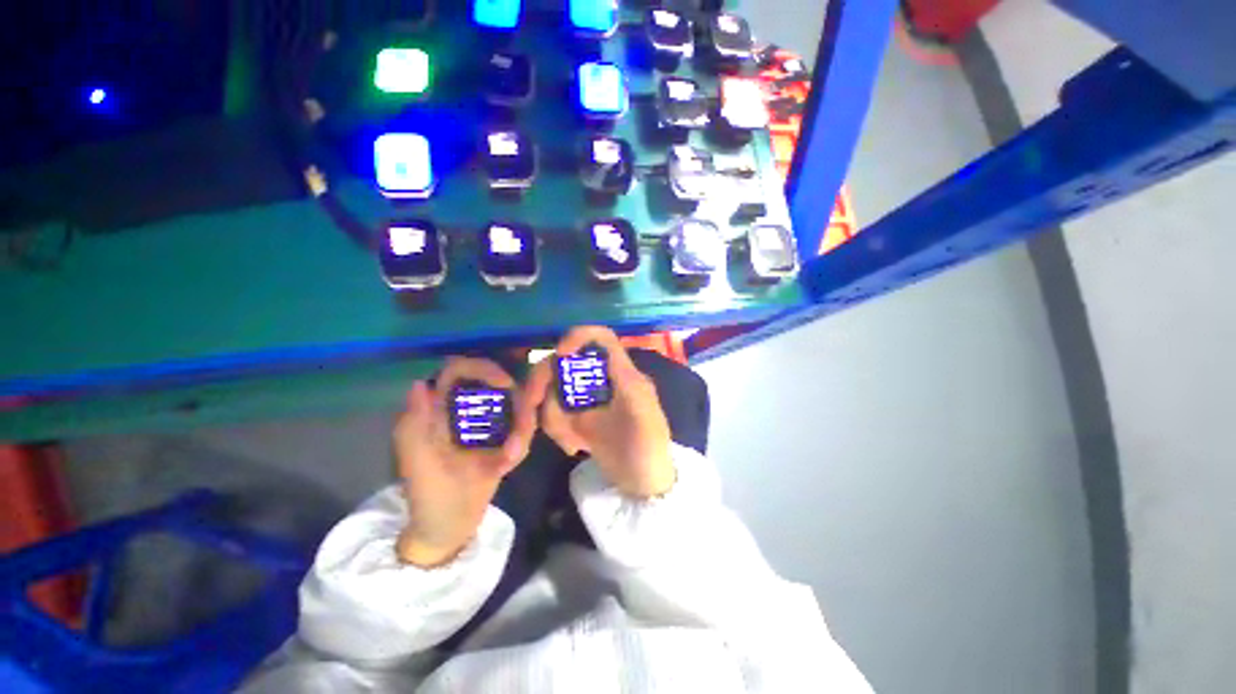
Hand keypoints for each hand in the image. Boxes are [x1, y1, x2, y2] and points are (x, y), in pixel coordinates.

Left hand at [393, 358, 535, 567]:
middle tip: (523, 422)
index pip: (459, 371)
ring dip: (520, 426)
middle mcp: (463, 409)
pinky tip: (509, 462)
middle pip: (495, 383)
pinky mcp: (499, 437)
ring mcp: (484, 423)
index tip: (506, 385)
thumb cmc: (430, 497)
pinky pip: (519, 427)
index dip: (483, 368)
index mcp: (437, 409)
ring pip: (514, 405)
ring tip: (510, 457)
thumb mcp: (419, 463)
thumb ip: (416, 425)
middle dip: (514, 400)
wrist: (450, 528)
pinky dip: (520, 441)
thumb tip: (421, 383)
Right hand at [527, 327, 674, 498]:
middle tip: (533, 404)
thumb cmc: (647, 449)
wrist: (644, 486)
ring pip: (553, 390)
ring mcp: (588, 399)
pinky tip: (574, 447)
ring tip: (573, 443)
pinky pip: (554, 413)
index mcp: (622, 373)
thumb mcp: (640, 413)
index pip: (601, 338)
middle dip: (546, 383)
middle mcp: (602, 380)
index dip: (578, 337)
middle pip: (565, 362)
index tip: (559, 357)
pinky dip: (556, 429)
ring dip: (553, 416)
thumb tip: (594, 357)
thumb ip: (620, 380)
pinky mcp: (578, 417)